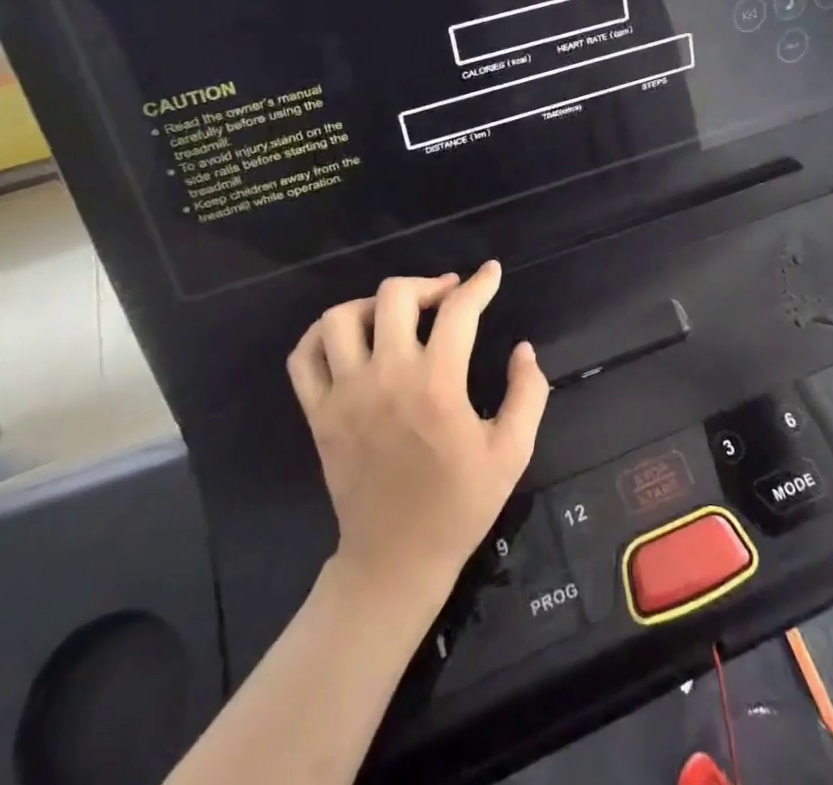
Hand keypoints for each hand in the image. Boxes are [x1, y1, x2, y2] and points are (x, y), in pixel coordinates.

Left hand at [285, 261, 548, 605]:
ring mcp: (345, 394)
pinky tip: (348, 336)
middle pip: (395, 296)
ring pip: (341, 318)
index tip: (491, 273)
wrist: (396, 560)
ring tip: (396, 315)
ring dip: (373, 304)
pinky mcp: (318, 414)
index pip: (458, 311)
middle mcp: (386, 377)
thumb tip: (523, 348)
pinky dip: (320, 334)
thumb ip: (528, 393)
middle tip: (447, 296)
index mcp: (437, 385)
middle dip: (428, 284)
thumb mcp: (512, 452)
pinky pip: (304, 356)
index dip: (480, 284)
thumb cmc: (459, 505)